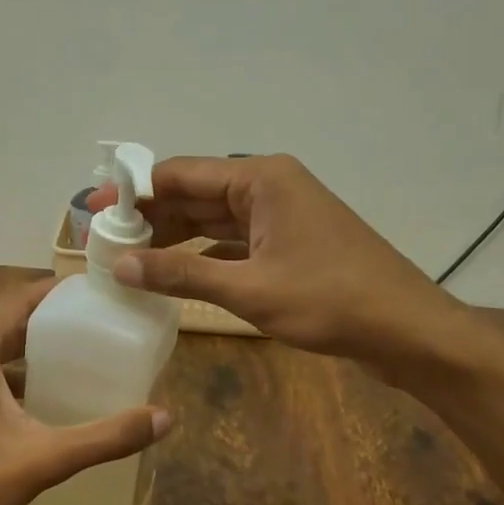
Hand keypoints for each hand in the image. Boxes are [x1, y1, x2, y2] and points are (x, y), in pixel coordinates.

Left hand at [0, 279, 171, 504]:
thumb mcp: (44, 458)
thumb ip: (106, 436)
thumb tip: (165, 418)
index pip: (17, 300)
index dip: (54, 292)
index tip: (90, 292)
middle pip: (0, 326)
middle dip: (42, 327)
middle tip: (88, 331)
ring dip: (19, 356)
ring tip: (64, 365)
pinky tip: (24, 407)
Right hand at [92, 155, 465, 368]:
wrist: (409, 330)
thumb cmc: (331, 301)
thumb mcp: (249, 288)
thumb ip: (181, 274)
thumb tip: (120, 264)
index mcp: (260, 178)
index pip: (180, 174)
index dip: (133, 191)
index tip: (94, 209)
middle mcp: (268, 186)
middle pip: (194, 193)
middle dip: (150, 216)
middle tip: (103, 239)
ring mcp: (281, 215)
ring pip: (213, 219)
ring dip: (174, 236)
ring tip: (128, 256)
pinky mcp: (289, 243)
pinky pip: (233, 241)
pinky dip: (203, 255)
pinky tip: (173, 272)